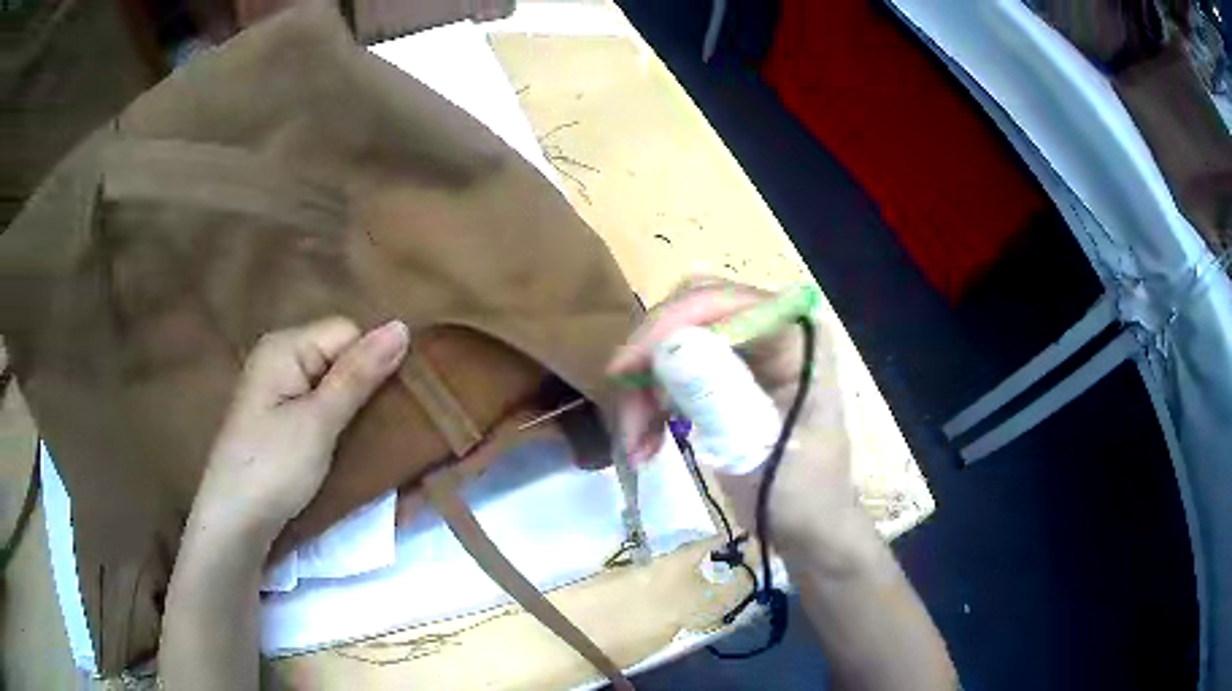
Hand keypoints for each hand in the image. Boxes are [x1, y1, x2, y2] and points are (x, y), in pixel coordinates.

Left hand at [192, 317, 409, 543]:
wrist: (234, 524)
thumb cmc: (273, 468)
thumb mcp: (319, 422)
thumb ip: (358, 375)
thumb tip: (402, 326)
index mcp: (284, 347)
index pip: (347, 333)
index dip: (372, 363)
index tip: (390, 405)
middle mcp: (281, 360)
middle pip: (340, 358)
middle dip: (368, 389)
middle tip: (390, 427)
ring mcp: (279, 392)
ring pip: (334, 387)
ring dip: (357, 411)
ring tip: (378, 442)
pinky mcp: (282, 421)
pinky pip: (321, 408)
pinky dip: (340, 426)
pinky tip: (351, 448)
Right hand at [608, 279, 863, 563]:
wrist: (807, 529)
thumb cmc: (801, 495)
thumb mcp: (760, 450)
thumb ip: (717, 397)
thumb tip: (666, 348)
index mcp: (797, 337)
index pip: (723, 302)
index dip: (669, 325)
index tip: (625, 369)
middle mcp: (770, 331)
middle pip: (690, 314)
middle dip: (650, 359)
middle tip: (626, 409)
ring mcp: (746, 353)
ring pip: (673, 343)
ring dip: (644, 390)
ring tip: (635, 444)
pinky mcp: (725, 377)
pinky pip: (672, 373)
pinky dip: (650, 405)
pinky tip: (644, 445)